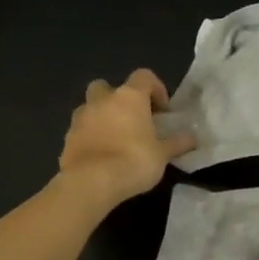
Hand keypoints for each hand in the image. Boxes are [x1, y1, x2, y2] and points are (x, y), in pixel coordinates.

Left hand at [59, 69, 193, 211]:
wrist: (91, 182)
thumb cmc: (134, 161)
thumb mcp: (163, 154)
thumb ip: (176, 143)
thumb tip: (191, 138)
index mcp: (129, 97)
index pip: (144, 77)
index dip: (155, 89)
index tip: (163, 110)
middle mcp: (102, 100)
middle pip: (108, 87)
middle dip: (119, 99)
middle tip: (132, 120)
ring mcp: (80, 118)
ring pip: (90, 107)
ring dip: (102, 117)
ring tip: (116, 140)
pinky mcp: (67, 138)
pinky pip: (81, 131)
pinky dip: (90, 138)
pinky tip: (101, 157)